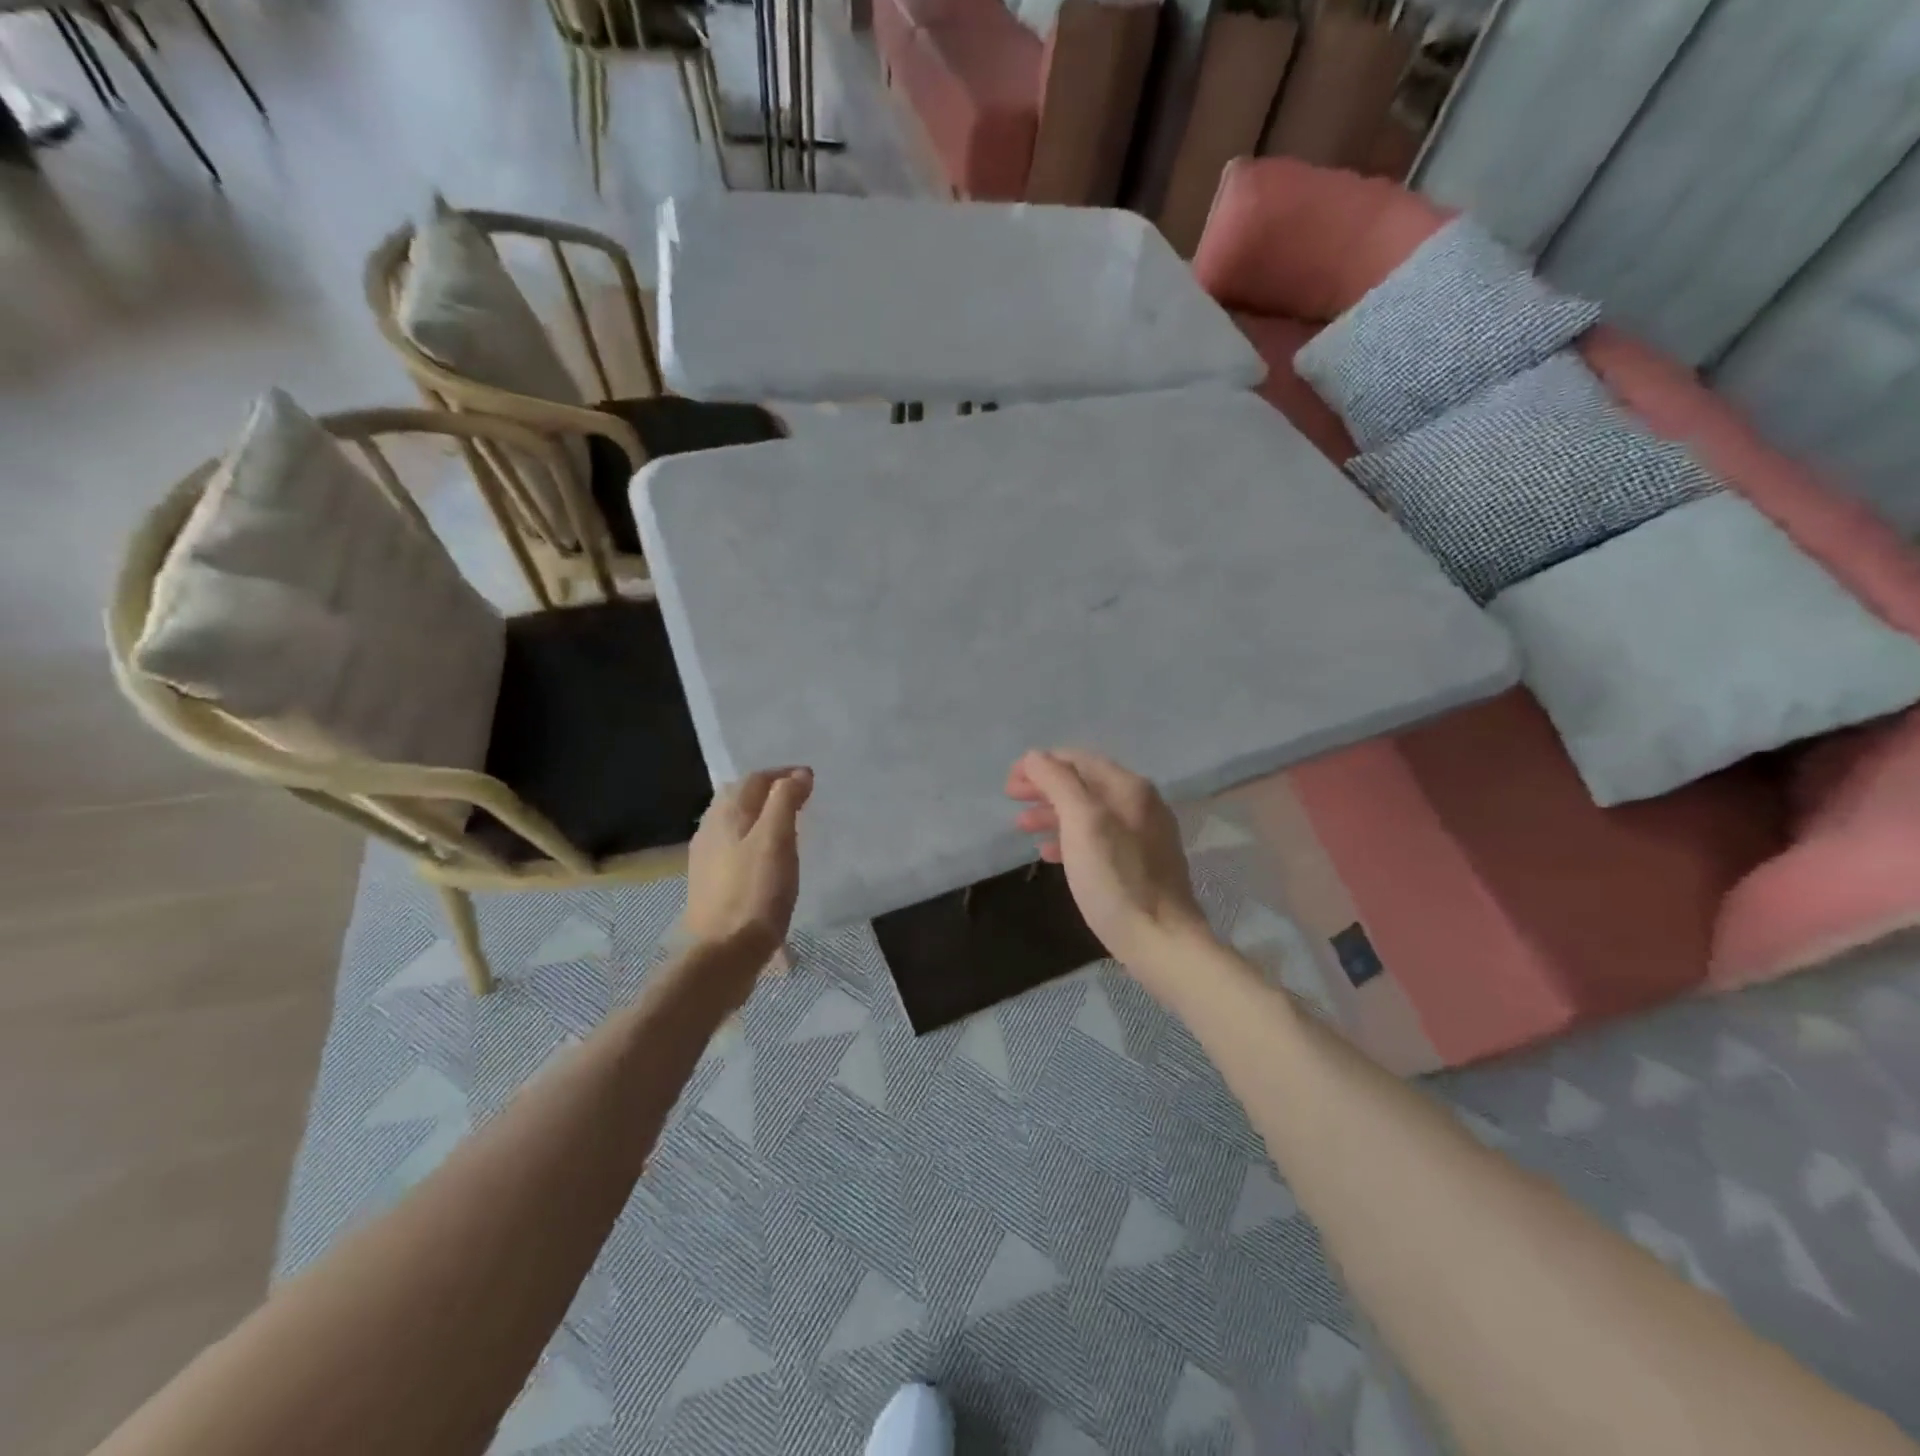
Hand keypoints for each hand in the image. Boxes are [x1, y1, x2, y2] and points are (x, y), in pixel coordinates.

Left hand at [681, 767, 812, 970]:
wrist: (724, 952)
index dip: (783, 775)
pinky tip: (766, 858)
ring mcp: (706, 857)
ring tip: (787, 826)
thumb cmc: (756, 892)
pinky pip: (733, 846)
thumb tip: (799, 774)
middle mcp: (710, 828)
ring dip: (760, 816)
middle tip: (799, 800)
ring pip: (735, 822)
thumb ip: (785, 801)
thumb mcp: (777, 840)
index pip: (755, 779)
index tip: (810, 782)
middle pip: (740, 797)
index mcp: (726, 813)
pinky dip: (752, 839)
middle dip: (769, 791)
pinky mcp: (709, 882)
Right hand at [1007, 749, 1207, 975]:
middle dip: (1045, 787)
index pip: (1077, 759)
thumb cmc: (1116, 880)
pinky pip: (1099, 837)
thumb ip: (1058, 784)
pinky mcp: (1142, 862)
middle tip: (1011, 798)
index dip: (1040, 765)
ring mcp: (1144, 833)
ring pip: (1089, 811)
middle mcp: (1140, 803)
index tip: (1010, 781)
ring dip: (1053, 813)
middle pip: (1083, 783)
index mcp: (1128, 787)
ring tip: (1022, 826)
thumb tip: (1035, 757)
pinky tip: (1050, 853)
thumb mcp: (1082, 824)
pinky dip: (1070, 837)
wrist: (1162, 940)